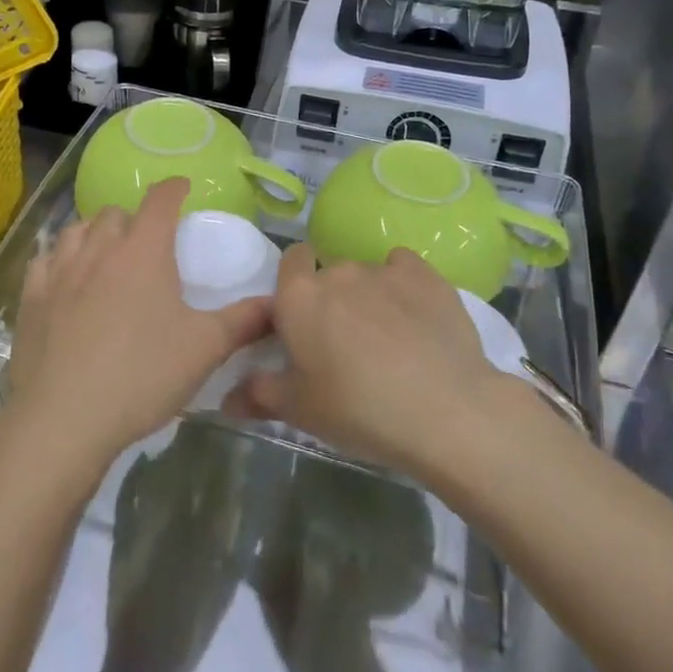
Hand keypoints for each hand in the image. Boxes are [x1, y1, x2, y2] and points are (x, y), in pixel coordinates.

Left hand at [3, 178, 268, 482]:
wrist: (64, 418)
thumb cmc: (142, 375)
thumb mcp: (204, 349)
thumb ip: (244, 321)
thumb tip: (277, 304)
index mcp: (143, 251)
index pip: (160, 200)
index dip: (173, 188)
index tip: (182, 188)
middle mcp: (99, 250)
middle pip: (115, 213)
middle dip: (134, 217)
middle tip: (147, 240)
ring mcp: (59, 272)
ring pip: (76, 230)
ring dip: (94, 232)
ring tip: (105, 251)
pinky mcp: (30, 299)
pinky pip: (43, 260)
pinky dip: (57, 258)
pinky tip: (63, 275)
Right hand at [226, 245, 498, 477]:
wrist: (445, 410)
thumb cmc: (359, 411)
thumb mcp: (301, 411)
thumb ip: (260, 394)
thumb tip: (227, 398)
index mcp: (299, 298)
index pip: (289, 261)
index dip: (295, 282)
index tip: (305, 317)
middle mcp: (337, 272)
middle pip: (329, 274)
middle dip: (333, 300)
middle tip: (346, 345)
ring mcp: (383, 270)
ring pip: (367, 275)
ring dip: (369, 297)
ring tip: (389, 340)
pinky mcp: (425, 275)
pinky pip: (404, 269)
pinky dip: (404, 286)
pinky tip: (416, 317)